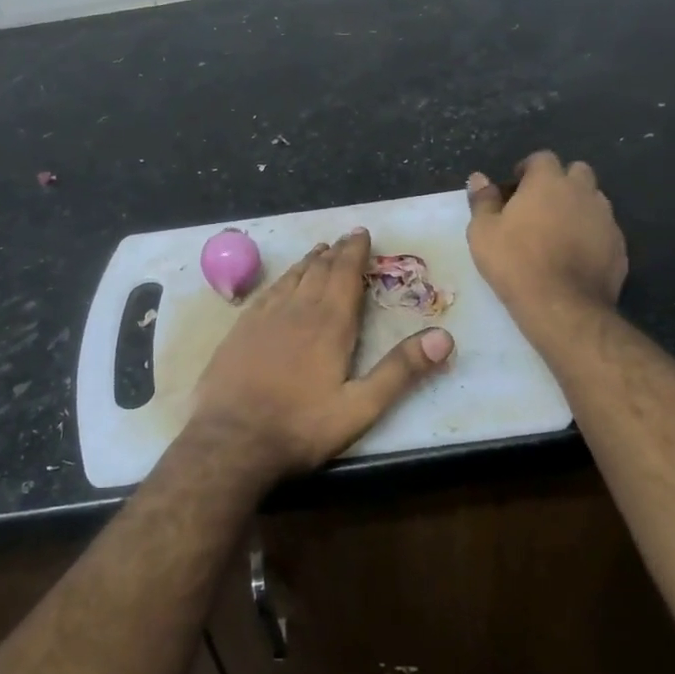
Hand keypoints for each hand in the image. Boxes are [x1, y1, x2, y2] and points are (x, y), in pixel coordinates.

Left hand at [187, 229, 454, 485]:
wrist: (231, 440)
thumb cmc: (300, 427)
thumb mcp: (359, 407)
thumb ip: (400, 371)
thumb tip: (444, 336)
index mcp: (329, 323)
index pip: (345, 274)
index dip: (355, 252)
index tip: (362, 233)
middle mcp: (296, 309)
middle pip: (319, 270)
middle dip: (335, 252)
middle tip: (345, 238)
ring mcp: (264, 317)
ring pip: (291, 278)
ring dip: (308, 262)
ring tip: (319, 251)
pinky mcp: (240, 329)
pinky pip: (267, 292)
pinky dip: (282, 279)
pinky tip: (282, 282)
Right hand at [467, 152, 627, 325]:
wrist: (562, 305)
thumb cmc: (515, 262)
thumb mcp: (483, 231)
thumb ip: (482, 200)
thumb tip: (479, 178)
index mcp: (548, 182)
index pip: (542, 158)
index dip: (527, 170)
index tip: (515, 189)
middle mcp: (582, 192)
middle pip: (577, 172)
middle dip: (560, 182)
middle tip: (539, 206)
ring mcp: (606, 219)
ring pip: (594, 200)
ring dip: (577, 207)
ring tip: (558, 232)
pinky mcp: (619, 246)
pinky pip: (604, 230)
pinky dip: (591, 235)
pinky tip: (575, 256)